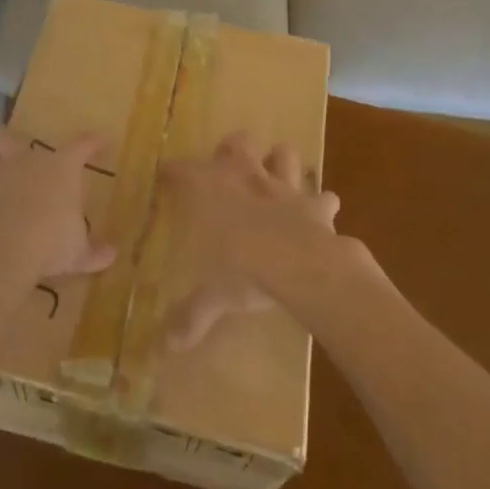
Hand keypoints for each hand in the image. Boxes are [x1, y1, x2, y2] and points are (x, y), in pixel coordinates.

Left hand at [0, 127, 115, 286]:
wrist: (3, 250)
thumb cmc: (51, 240)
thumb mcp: (78, 252)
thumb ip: (94, 252)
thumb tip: (111, 254)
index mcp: (58, 168)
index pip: (81, 146)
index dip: (92, 143)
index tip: (100, 141)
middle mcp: (22, 163)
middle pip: (4, 137)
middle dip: (4, 140)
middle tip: (9, 151)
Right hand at [160, 133, 340, 353]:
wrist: (303, 266)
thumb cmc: (246, 270)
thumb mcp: (214, 296)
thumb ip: (192, 316)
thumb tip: (167, 346)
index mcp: (213, 191)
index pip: (183, 169)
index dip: (172, 170)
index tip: (165, 174)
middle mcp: (247, 178)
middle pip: (237, 143)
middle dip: (233, 149)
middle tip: (228, 166)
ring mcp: (285, 187)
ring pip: (283, 153)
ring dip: (280, 161)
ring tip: (275, 175)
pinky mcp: (317, 205)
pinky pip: (324, 196)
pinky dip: (322, 202)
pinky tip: (321, 211)